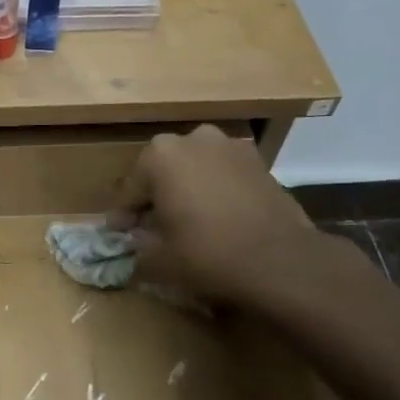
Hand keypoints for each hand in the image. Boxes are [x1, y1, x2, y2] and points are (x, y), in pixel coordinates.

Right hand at [110, 125, 363, 312]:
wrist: (280, 260)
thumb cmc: (207, 254)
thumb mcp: (158, 260)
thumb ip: (136, 249)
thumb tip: (133, 247)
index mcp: (159, 155)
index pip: (129, 190)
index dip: (122, 218)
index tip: (119, 237)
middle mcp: (193, 139)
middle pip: (162, 172)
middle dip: (154, 197)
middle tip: (150, 228)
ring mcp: (230, 146)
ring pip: (194, 169)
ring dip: (185, 190)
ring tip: (184, 222)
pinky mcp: (258, 161)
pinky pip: (221, 174)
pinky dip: (213, 191)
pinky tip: (215, 218)